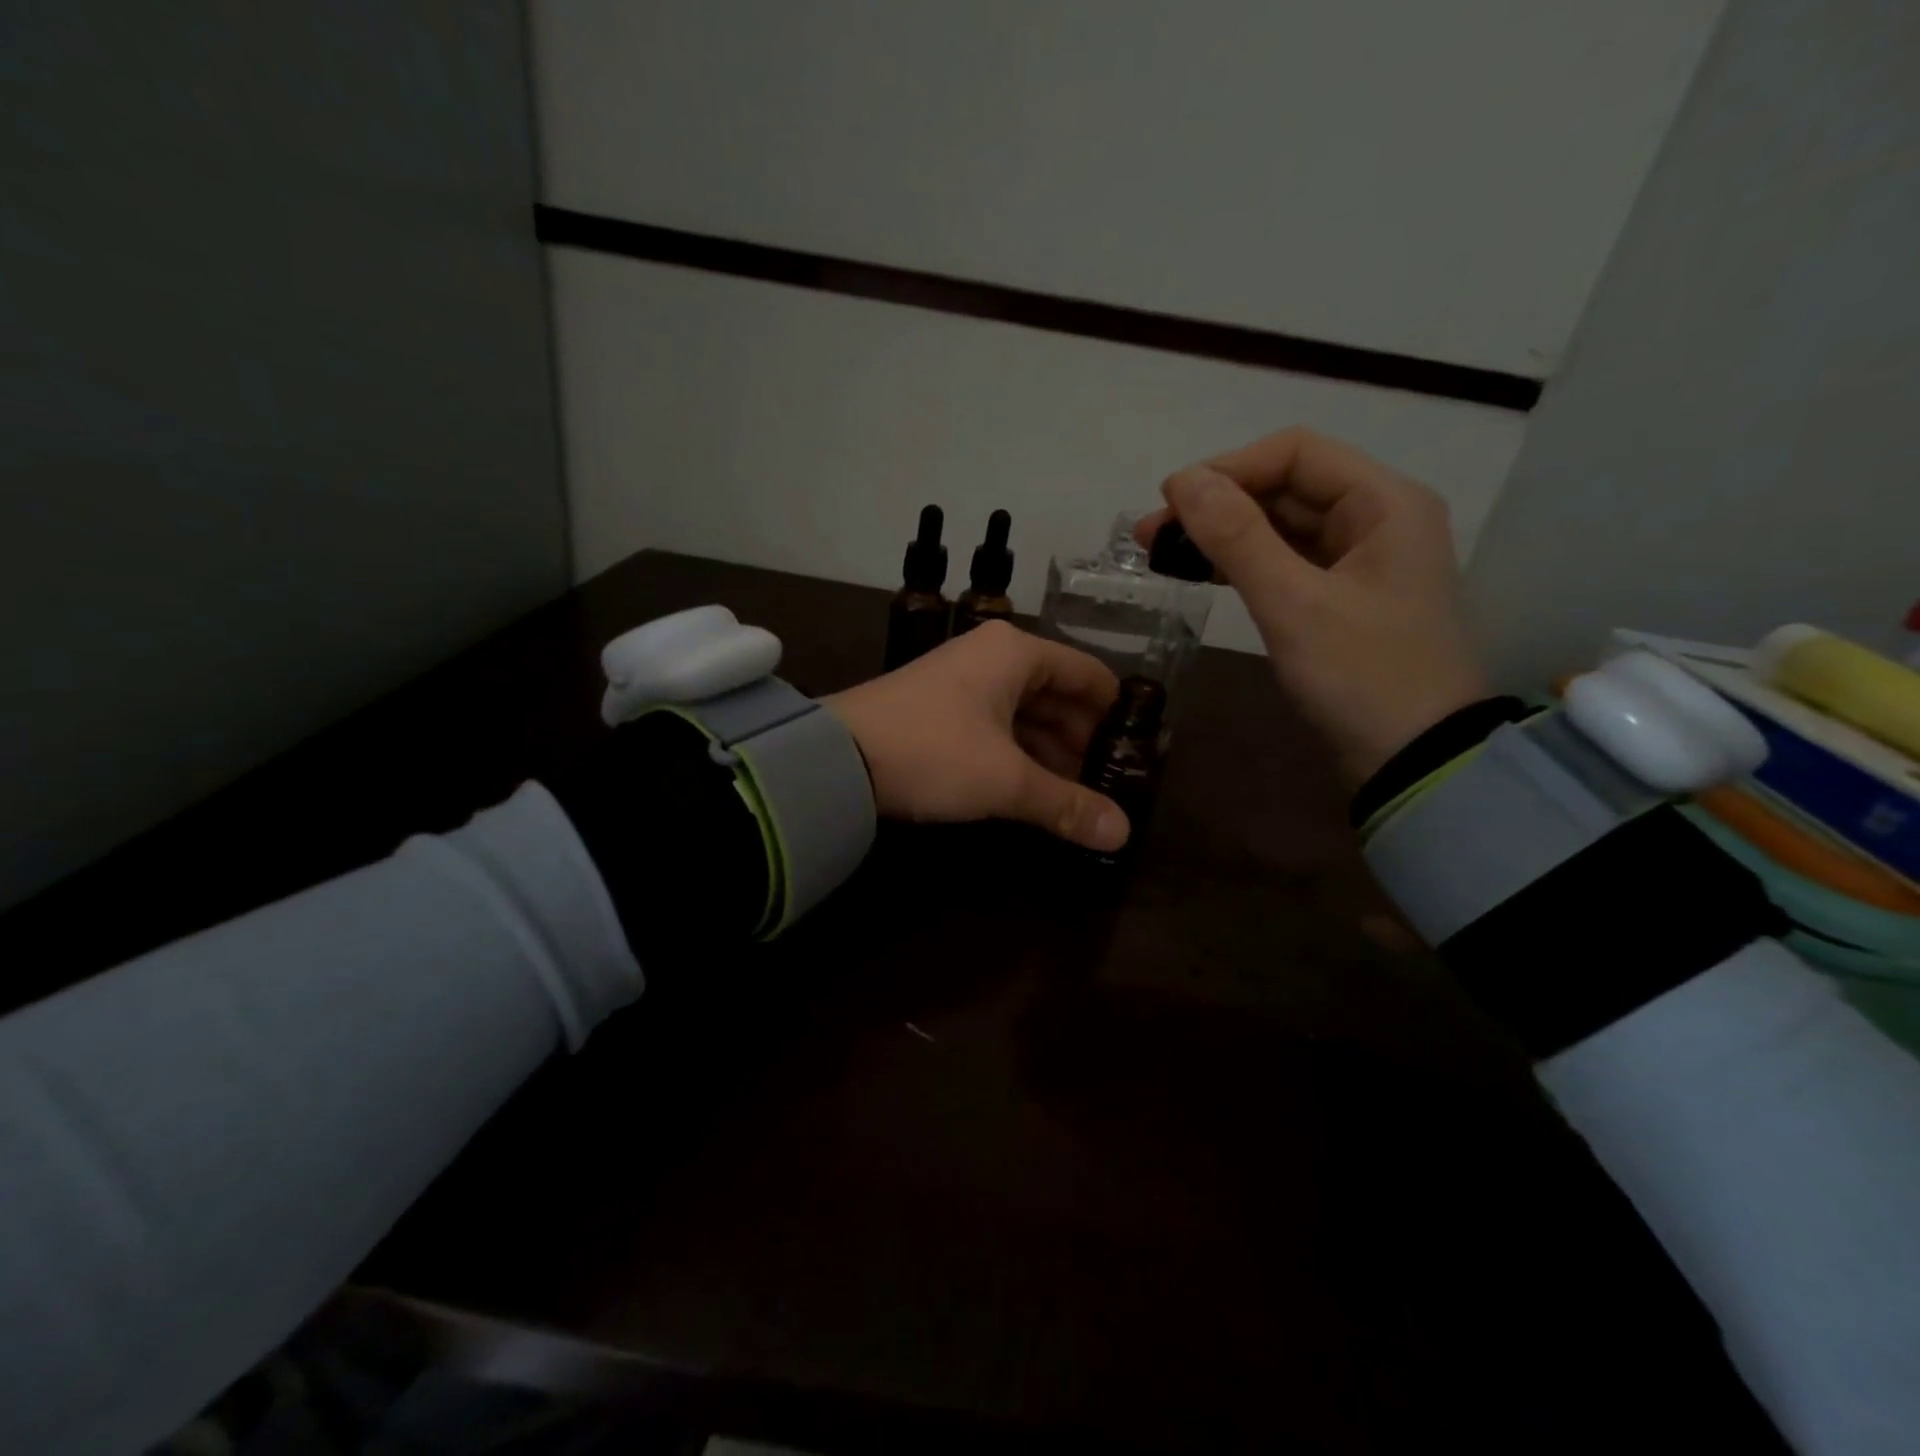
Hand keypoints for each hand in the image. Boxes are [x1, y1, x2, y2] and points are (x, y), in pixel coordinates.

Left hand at [826, 621, 1128, 851]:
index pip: (1088, 675)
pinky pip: (996, 728)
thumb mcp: (1006, 781)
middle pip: (1058, 696)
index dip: (1116, 715)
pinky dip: (1018, 756)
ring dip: (1051, 755)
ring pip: (1025, 715)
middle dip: (1084, 743)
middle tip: (1110, 788)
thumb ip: (1066, 805)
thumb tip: (1122, 834)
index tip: (1137, 756)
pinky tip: (1033, 790)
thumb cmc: (933, 752)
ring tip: (1077, 798)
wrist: (835, 759)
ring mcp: (962, 682)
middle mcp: (992, 657)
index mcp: (1016, 653)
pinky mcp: (939, 710)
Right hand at [1137, 427, 1488, 786]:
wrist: (1414, 761)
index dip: (1228, 469)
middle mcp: (1376, 518)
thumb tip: (1181, 481)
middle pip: (1286, 486)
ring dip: (1223, 533)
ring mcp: (1359, 560)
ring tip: (1162, 551)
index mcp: (1384, 502)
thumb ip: (1238, 538)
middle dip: (1217, 503)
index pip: (1296, 452)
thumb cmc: (1363, 676)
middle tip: (1150, 534)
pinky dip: (1243, 563)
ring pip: (1281, 525)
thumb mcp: (1294, 605)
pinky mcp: (1340, 597)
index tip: (1169, 502)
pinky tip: (1203, 571)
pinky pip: (1285, 562)